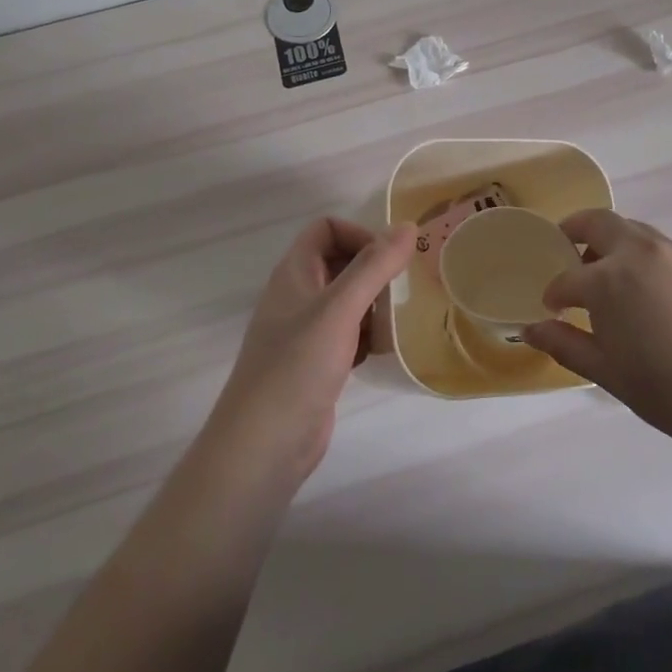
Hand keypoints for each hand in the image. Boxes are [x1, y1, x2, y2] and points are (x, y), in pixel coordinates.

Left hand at [210, 218, 415, 486]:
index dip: (359, 235)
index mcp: (294, 273)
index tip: (388, 262)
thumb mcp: (340, 309)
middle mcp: (297, 295)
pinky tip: (378, 354)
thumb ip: (374, 266)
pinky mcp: (316, 363)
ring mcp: (305, 331)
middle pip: (340, 262)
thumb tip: (408, 226)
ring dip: (374, 306)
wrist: (263, 445)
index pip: (327, 229)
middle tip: (399, 293)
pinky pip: (348, 334)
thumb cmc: (297, 366)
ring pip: (347, 300)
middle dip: (373, 272)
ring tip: (393, 325)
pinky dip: (366, 337)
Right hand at [523, 210, 671, 455]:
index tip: (552, 309)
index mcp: (608, 279)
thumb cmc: (668, 390)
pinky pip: (658, 246)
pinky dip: (639, 254)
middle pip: (597, 222)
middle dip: (574, 232)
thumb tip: (531, 330)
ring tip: (608, 276)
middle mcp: (638, 252)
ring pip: (631, 230)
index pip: (567, 278)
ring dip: (610, 241)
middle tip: (566, 254)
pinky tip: (646, 291)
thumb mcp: (607, 372)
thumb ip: (566, 344)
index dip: (554, 293)